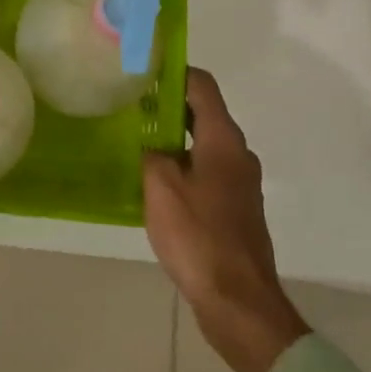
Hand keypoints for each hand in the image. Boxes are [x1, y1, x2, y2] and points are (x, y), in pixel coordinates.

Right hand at [144, 68, 307, 371]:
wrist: (238, 301)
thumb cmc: (198, 236)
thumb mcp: (160, 187)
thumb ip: (152, 154)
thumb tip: (151, 144)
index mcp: (223, 140)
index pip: (202, 86)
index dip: (174, 72)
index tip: (143, 69)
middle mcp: (238, 154)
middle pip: (203, 113)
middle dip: (167, 105)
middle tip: (130, 106)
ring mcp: (240, 183)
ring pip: (204, 144)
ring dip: (174, 138)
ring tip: (136, 142)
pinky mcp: (235, 209)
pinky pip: (206, 172)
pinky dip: (183, 166)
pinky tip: (155, 182)